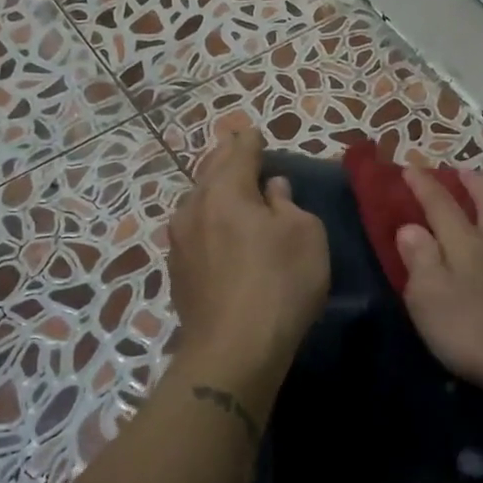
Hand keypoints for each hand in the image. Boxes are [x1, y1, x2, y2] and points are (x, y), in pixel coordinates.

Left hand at [169, 130, 329, 369]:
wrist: (233, 349)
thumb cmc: (280, 283)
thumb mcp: (305, 235)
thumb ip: (287, 203)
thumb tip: (272, 188)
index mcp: (226, 190)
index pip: (239, 151)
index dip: (250, 140)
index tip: (254, 132)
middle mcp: (194, 207)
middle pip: (210, 171)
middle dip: (226, 158)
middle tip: (239, 149)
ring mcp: (180, 241)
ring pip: (197, 201)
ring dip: (214, 190)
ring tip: (228, 188)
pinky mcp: (177, 271)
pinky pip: (194, 229)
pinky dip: (208, 219)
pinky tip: (217, 229)